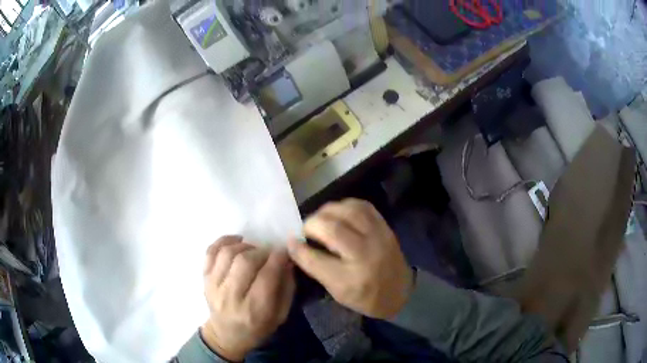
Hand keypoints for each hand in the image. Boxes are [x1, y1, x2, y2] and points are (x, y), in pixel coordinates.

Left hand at [201, 236, 294, 361]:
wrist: (226, 335)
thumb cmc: (257, 328)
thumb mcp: (280, 315)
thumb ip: (287, 288)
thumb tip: (287, 261)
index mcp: (254, 310)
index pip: (266, 276)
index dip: (278, 258)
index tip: (284, 251)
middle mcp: (231, 297)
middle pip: (245, 261)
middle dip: (262, 251)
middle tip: (270, 253)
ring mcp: (213, 286)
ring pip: (228, 253)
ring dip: (245, 246)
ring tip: (254, 251)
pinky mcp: (204, 278)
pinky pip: (211, 251)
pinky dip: (224, 241)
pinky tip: (237, 241)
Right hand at [288, 199, 412, 318]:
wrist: (400, 292)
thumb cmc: (365, 297)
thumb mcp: (337, 292)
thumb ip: (315, 268)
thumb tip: (295, 245)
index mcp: (350, 280)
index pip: (316, 260)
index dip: (298, 248)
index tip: (290, 241)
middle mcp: (365, 255)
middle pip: (332, 229)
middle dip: (311, 225)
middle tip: (306, 230)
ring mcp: (378, 237)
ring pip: (347, 212)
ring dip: (327, 211)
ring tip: (320, 219)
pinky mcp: (385, 227)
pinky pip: (363, 206)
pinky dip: (345, 205)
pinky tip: (338, 213)